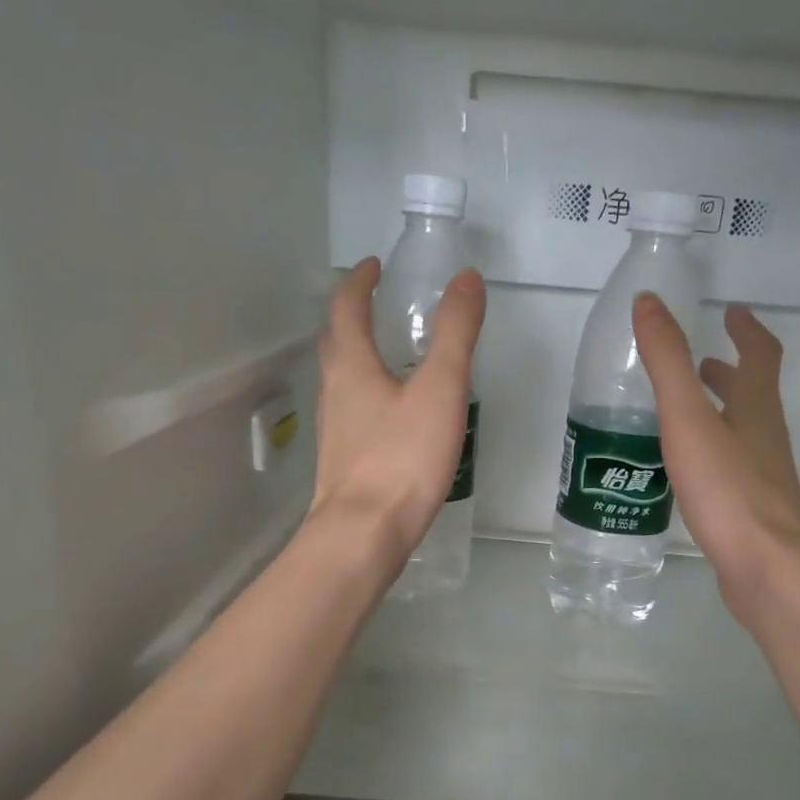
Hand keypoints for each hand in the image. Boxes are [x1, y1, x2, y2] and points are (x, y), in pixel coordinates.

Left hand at [309, 257, 487, 559]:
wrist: (364, 533)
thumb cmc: (402, 459)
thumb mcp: (440, 391)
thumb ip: (455, 334)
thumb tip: (466, 279)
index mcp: (352, 366)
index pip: (346, 307)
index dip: (360, 282)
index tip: (374, 266)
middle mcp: (333, 393)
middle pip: (335, 343)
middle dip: (353, 317)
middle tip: (378, 307)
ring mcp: (333, 431)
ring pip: (340, 381)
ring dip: (357, 359)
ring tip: (389, 358)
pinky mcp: (342, 463)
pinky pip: (350, 415)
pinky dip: (366, 398)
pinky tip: (390, 419)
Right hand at [634, 294, 799, 620]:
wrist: (767, 569)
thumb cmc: (730, 491)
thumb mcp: (690, 420)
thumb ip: (668, 363)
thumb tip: (648, 302)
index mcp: (756, 409)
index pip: (760, 355)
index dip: (747, 329)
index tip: (733, 311)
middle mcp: (765, 439)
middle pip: (753, 395)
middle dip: (728, 374)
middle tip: (702, 363)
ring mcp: (762, 479)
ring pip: (741, 434)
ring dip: (719, 415)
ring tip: (685, 415)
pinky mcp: (751, 513)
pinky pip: (731, 470)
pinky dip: (711, 455)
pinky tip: (686, 474)